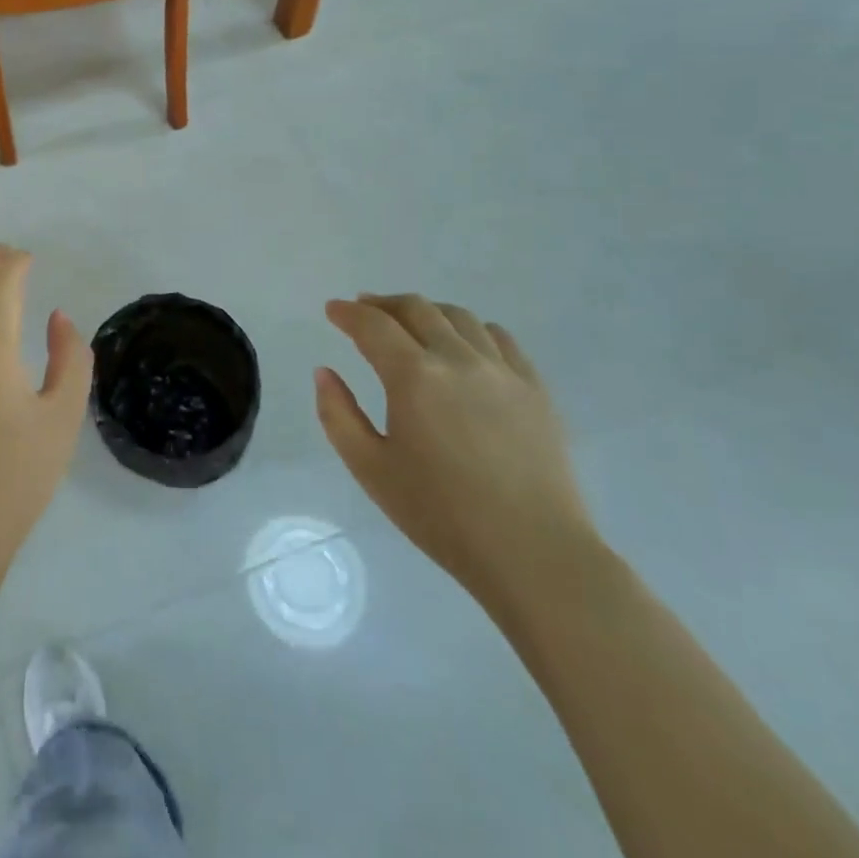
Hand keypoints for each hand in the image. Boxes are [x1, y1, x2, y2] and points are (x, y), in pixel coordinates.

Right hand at [316, 294, 600, 609]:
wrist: (534, 553)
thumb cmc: (441, 514)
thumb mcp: (370, 469)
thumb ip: (338, 414)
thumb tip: (324, 372)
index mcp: (414, 377)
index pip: (373, 325)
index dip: (348, 313)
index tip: (332, 310)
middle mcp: (458, 359)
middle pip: (416, 309)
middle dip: (383, 304)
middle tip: (364, 310)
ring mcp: (502, 371)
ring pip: (459, 317)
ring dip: (426, 312)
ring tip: (410, 324)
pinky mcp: (534, 388)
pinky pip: (499, 338)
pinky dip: (471, 329)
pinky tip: (463, 344)